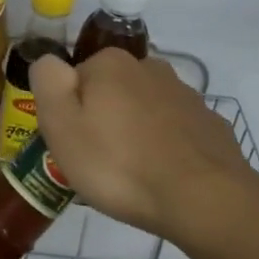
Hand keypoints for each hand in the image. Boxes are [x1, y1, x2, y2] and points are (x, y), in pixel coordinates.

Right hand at [30, 50, 256, 244]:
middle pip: (112, 92)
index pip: (76, 80)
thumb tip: (48, 60)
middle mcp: (150, 67)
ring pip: (145, 110)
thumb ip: (48, 82)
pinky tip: (164, 178)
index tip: (74, 144)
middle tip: (100, 163)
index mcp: (110, 64)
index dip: (70, 113)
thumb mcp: (61, 125)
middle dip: (105, 119)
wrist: (202, 199)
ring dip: (136, 133)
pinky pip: (175, 132)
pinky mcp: (210, 124)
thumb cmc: (118, 164)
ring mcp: (186, 95)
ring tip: (133, 175)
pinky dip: (166, 148)